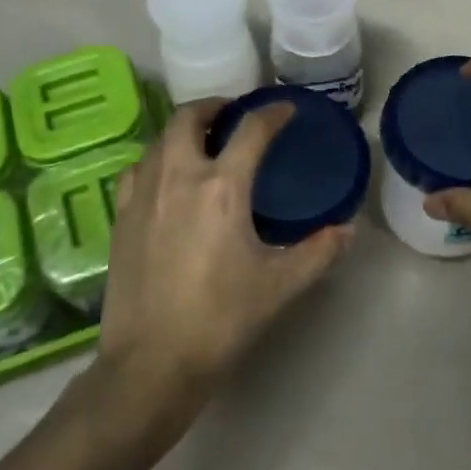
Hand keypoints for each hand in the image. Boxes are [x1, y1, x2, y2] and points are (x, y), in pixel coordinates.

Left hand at [98, 98, 352, 400]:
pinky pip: (137, 168)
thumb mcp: (280, 285)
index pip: (251, 130)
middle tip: (233, 116)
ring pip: (159, 139)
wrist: (152, 362)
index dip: (273, 113)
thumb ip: (319, 251)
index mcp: (222, 187)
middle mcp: (178, 176)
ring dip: (183, 130)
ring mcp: (143, 194)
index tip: (286, 109)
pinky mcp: (121, 215)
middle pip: (189, 117)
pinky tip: (166, 178)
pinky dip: (156, 158)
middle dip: (214, 107)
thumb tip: (349, 228)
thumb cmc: (221, 319)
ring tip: (202, 143)